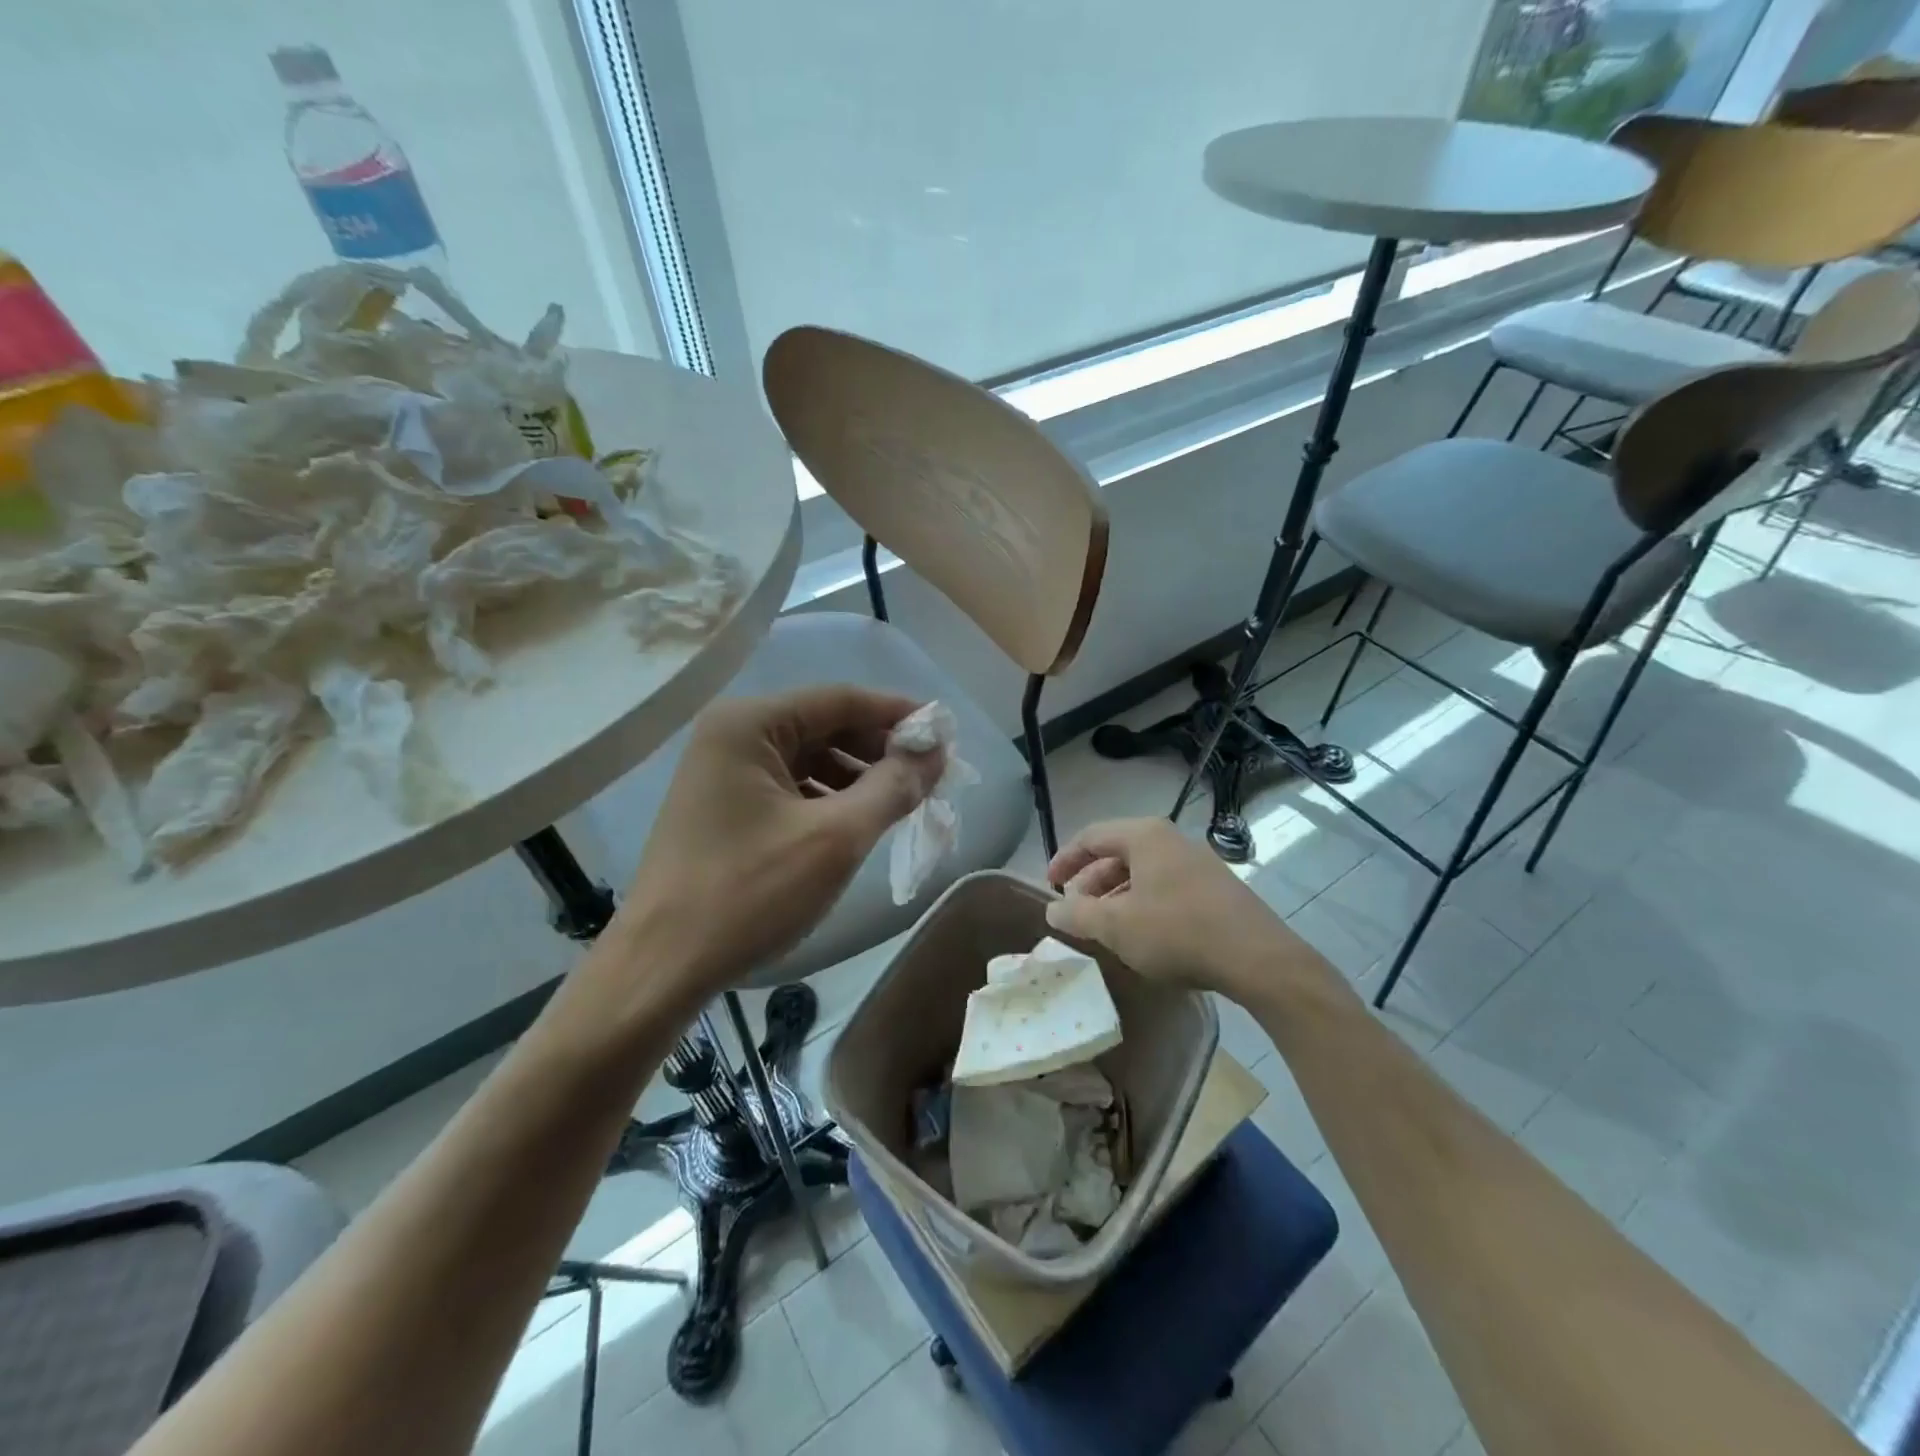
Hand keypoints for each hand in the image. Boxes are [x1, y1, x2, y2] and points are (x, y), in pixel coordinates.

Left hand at [618, 686, 942, 1001]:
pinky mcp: (724, 806)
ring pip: (810, 758)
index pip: (841, 699)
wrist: (662, 968)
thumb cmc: (750, 894)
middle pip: (825, 725)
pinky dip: (829, 799)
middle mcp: (732, 734)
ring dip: (858, 776)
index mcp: (750, 724)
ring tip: (901, 803)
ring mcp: (723, 771)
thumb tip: (936, 751)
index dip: (899, 714)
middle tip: (930, 775)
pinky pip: (791, 786)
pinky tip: (856, 823)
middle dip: (880, 749)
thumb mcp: (836, 839)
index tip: (946, 735)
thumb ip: (893, 787)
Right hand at [1044, 818, 1317, 1004]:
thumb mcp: (1116, 927)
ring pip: (1142, 872)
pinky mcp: (1215, 888)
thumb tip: (1051, 909)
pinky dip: (1143, 904)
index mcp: (1145, 836)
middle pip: (1117, 853)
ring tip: (1105, 928)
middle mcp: (1171, 840)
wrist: (1258, 959)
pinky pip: (1165, 887)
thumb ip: (1077, 915)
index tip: (1049, 887)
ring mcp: (1197, 862)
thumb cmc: (1177, 932)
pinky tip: (1142, 935)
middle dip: (1090, 883)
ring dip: (1116, 896)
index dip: (1065, 860)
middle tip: (1077, 913)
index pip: (1091, 837)